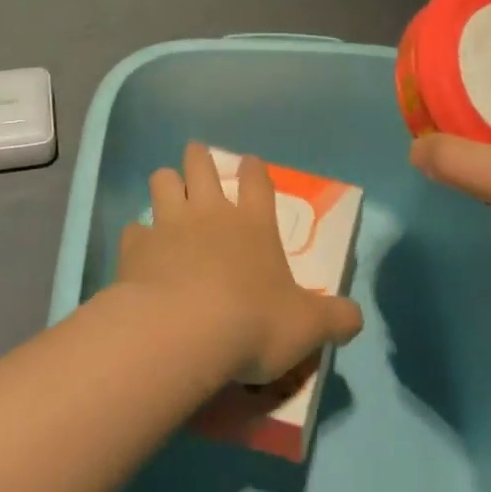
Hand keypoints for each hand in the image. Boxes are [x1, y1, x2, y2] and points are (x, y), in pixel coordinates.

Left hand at [117, 142, 363, 385]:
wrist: (184, 332)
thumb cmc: (253, 323)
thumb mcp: (307, 327)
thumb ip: (335, 319)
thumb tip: (356, 318)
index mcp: (253, 223)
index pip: (257, 180)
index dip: (254, 169)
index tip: (249, 163)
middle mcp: (210, 212)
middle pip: (201, 164)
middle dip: (199, 158)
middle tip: (198, 161)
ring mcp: (169, 223)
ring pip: (162, 180)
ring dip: (165, 184)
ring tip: (167, 193)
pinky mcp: (137, 246)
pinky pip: (134, 229)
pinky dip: (138, 236)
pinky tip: (139, 250)